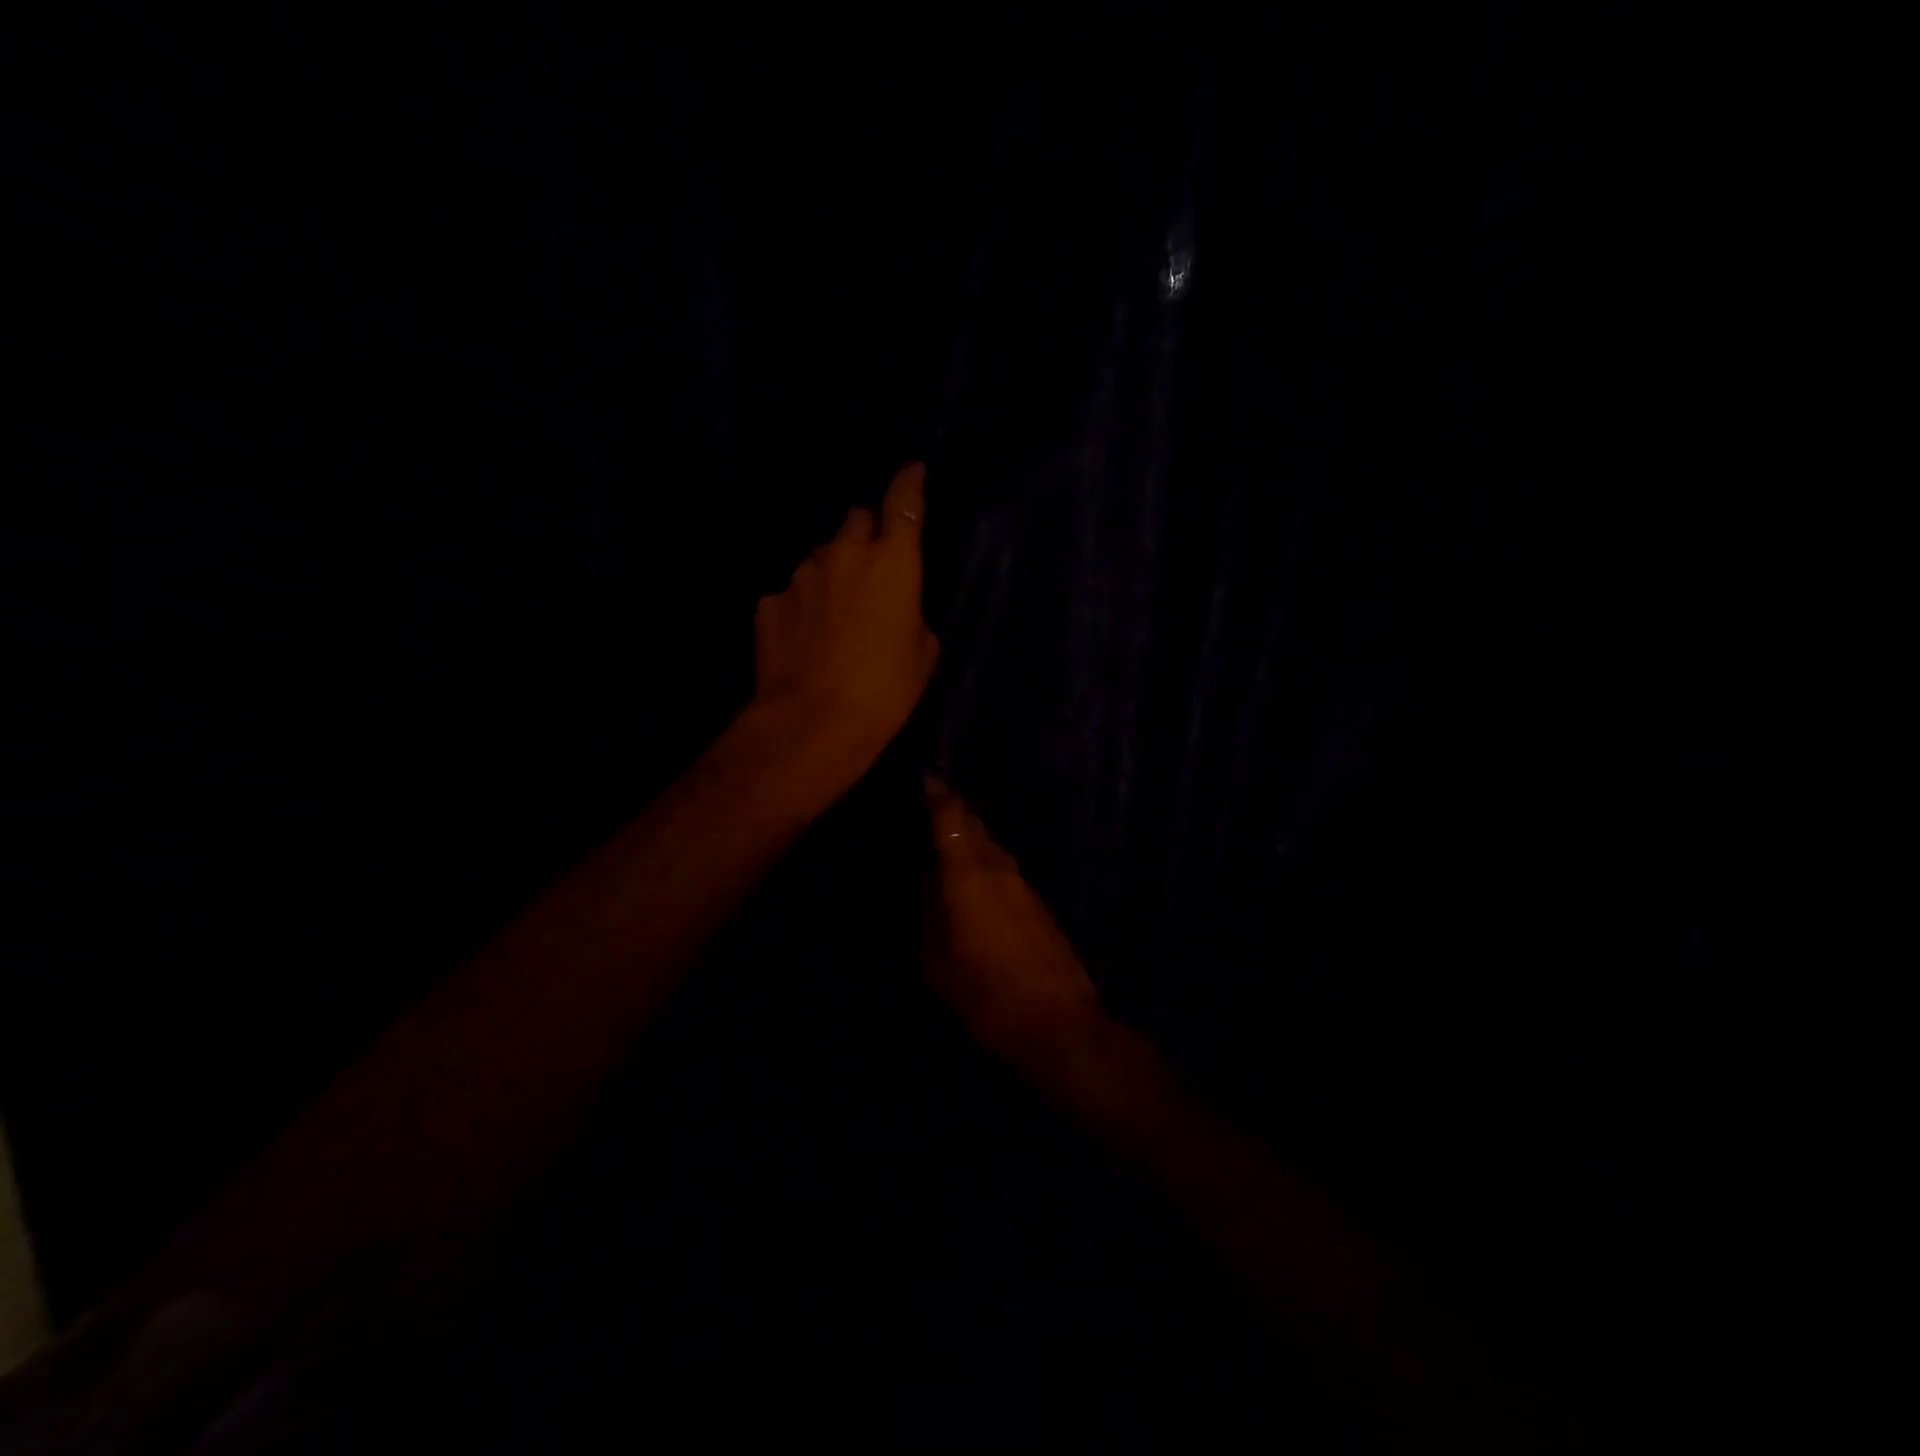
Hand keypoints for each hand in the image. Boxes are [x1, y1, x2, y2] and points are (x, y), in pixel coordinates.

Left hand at [752, 462, 939, 769]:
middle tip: (870, 571)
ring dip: (830, 575)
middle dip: (864, 537)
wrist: (814, 722)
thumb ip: (911, 616)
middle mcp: (843, 555)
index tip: (911, 470)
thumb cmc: (885, 691)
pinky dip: (801, 608)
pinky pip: (791, 594)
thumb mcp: (922, 655)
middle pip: (855, 521)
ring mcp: (800, 576)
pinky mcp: (768, 602)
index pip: (904, 504)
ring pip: (820, 559)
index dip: (908, 484)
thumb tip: (896, 610)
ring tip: (834, 618)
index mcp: (892, 564)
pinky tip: (805, 641)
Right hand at [922, 776, 1105, 1080]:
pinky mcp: (1038, 905)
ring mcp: (1024, 885)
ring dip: (969, 839)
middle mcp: (999, 868)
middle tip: (928, 808)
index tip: (924, 777)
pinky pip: (1003, 869)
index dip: (937, 795)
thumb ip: (928, 914)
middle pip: (974, 826)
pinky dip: (983, 864)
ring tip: (943, 846)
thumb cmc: (986, 994)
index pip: (951, 819)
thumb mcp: (937, 961)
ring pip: (991, 847)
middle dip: (952, 812)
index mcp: (969, 874)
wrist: (1059, 1023)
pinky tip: (970, 882)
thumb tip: (926, 881)